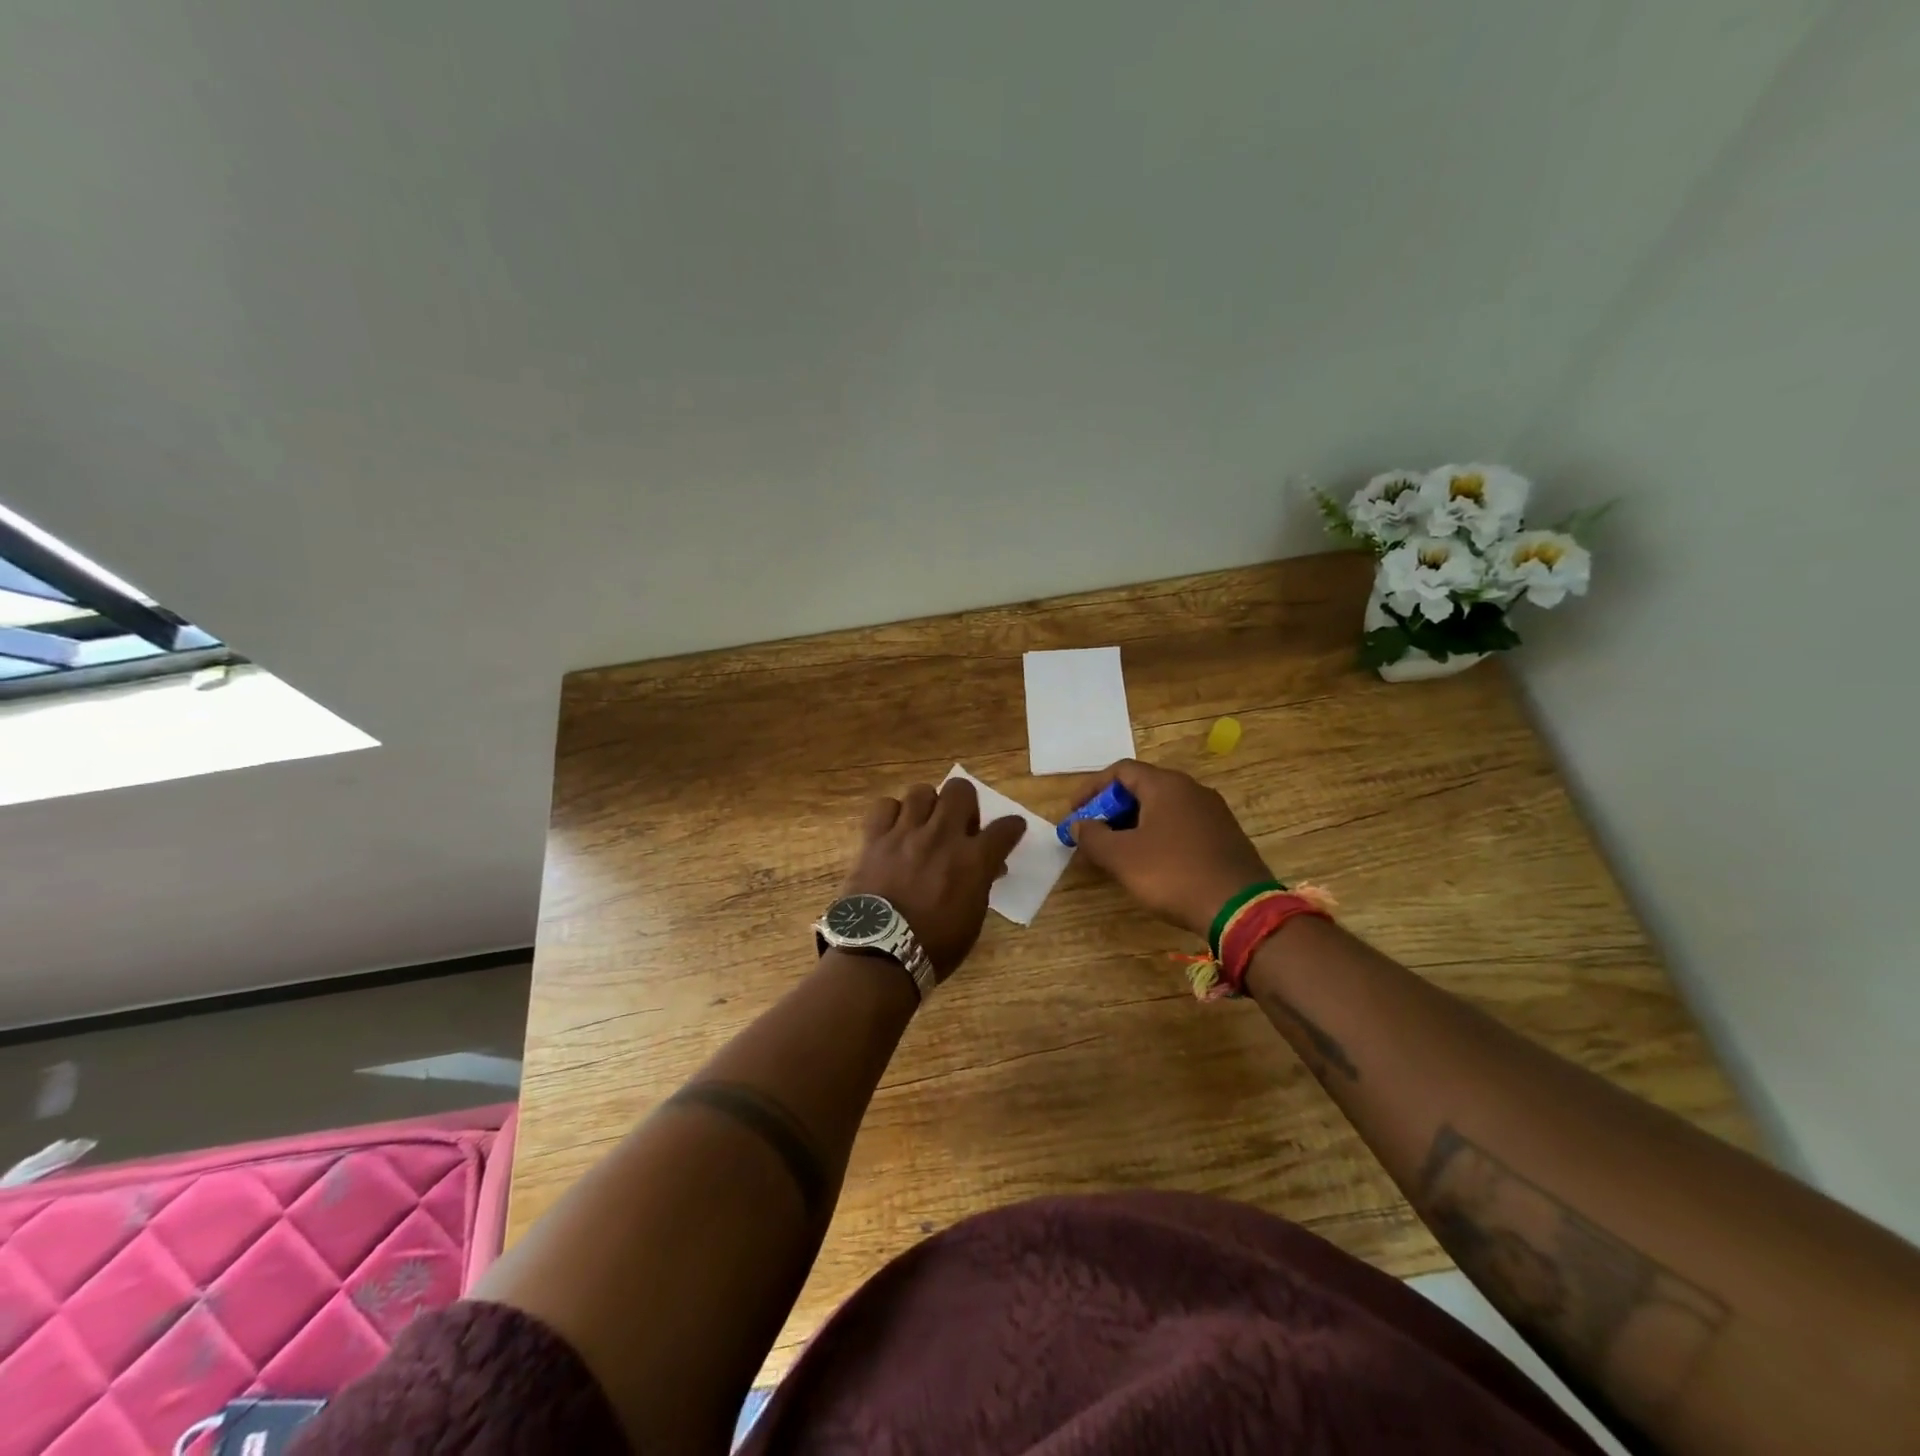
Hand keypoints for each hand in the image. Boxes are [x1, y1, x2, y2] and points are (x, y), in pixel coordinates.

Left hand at [838, 777, 1025, 979]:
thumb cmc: (934, 947)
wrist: (880, 954)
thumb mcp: (971, 920)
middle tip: (959, 825)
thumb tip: (990, 867)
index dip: (1012, 827)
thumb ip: (981, 885)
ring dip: (928, 805)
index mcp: (973, 860)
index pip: (1005, 828)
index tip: (1010, 829)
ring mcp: (906, 833)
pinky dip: (891, 814)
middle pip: (961, 790)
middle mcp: (942, 837)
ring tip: (924, 825)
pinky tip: (894, 830)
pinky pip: (885, 806)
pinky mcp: (875, 838)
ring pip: (921, 791)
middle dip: (965, 803)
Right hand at [1067, 759, 1272, 937]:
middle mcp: (1192, 790)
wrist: (1240, 909)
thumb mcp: (1121, 857)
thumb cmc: (1173, 874)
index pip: (1120, 771)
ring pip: (1162, 809)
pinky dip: (1157, 836)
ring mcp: (1213, 813)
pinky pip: (1181, 826)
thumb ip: (1092, 836)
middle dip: (1111, 810)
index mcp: (1166, 785)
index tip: (1074, 814)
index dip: (1092, 789)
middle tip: (1092, 835)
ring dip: (1133, 824)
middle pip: (1142, 788)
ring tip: (1116, 851)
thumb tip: (1078, 824)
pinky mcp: (1225, 837)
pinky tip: (1150, 863)